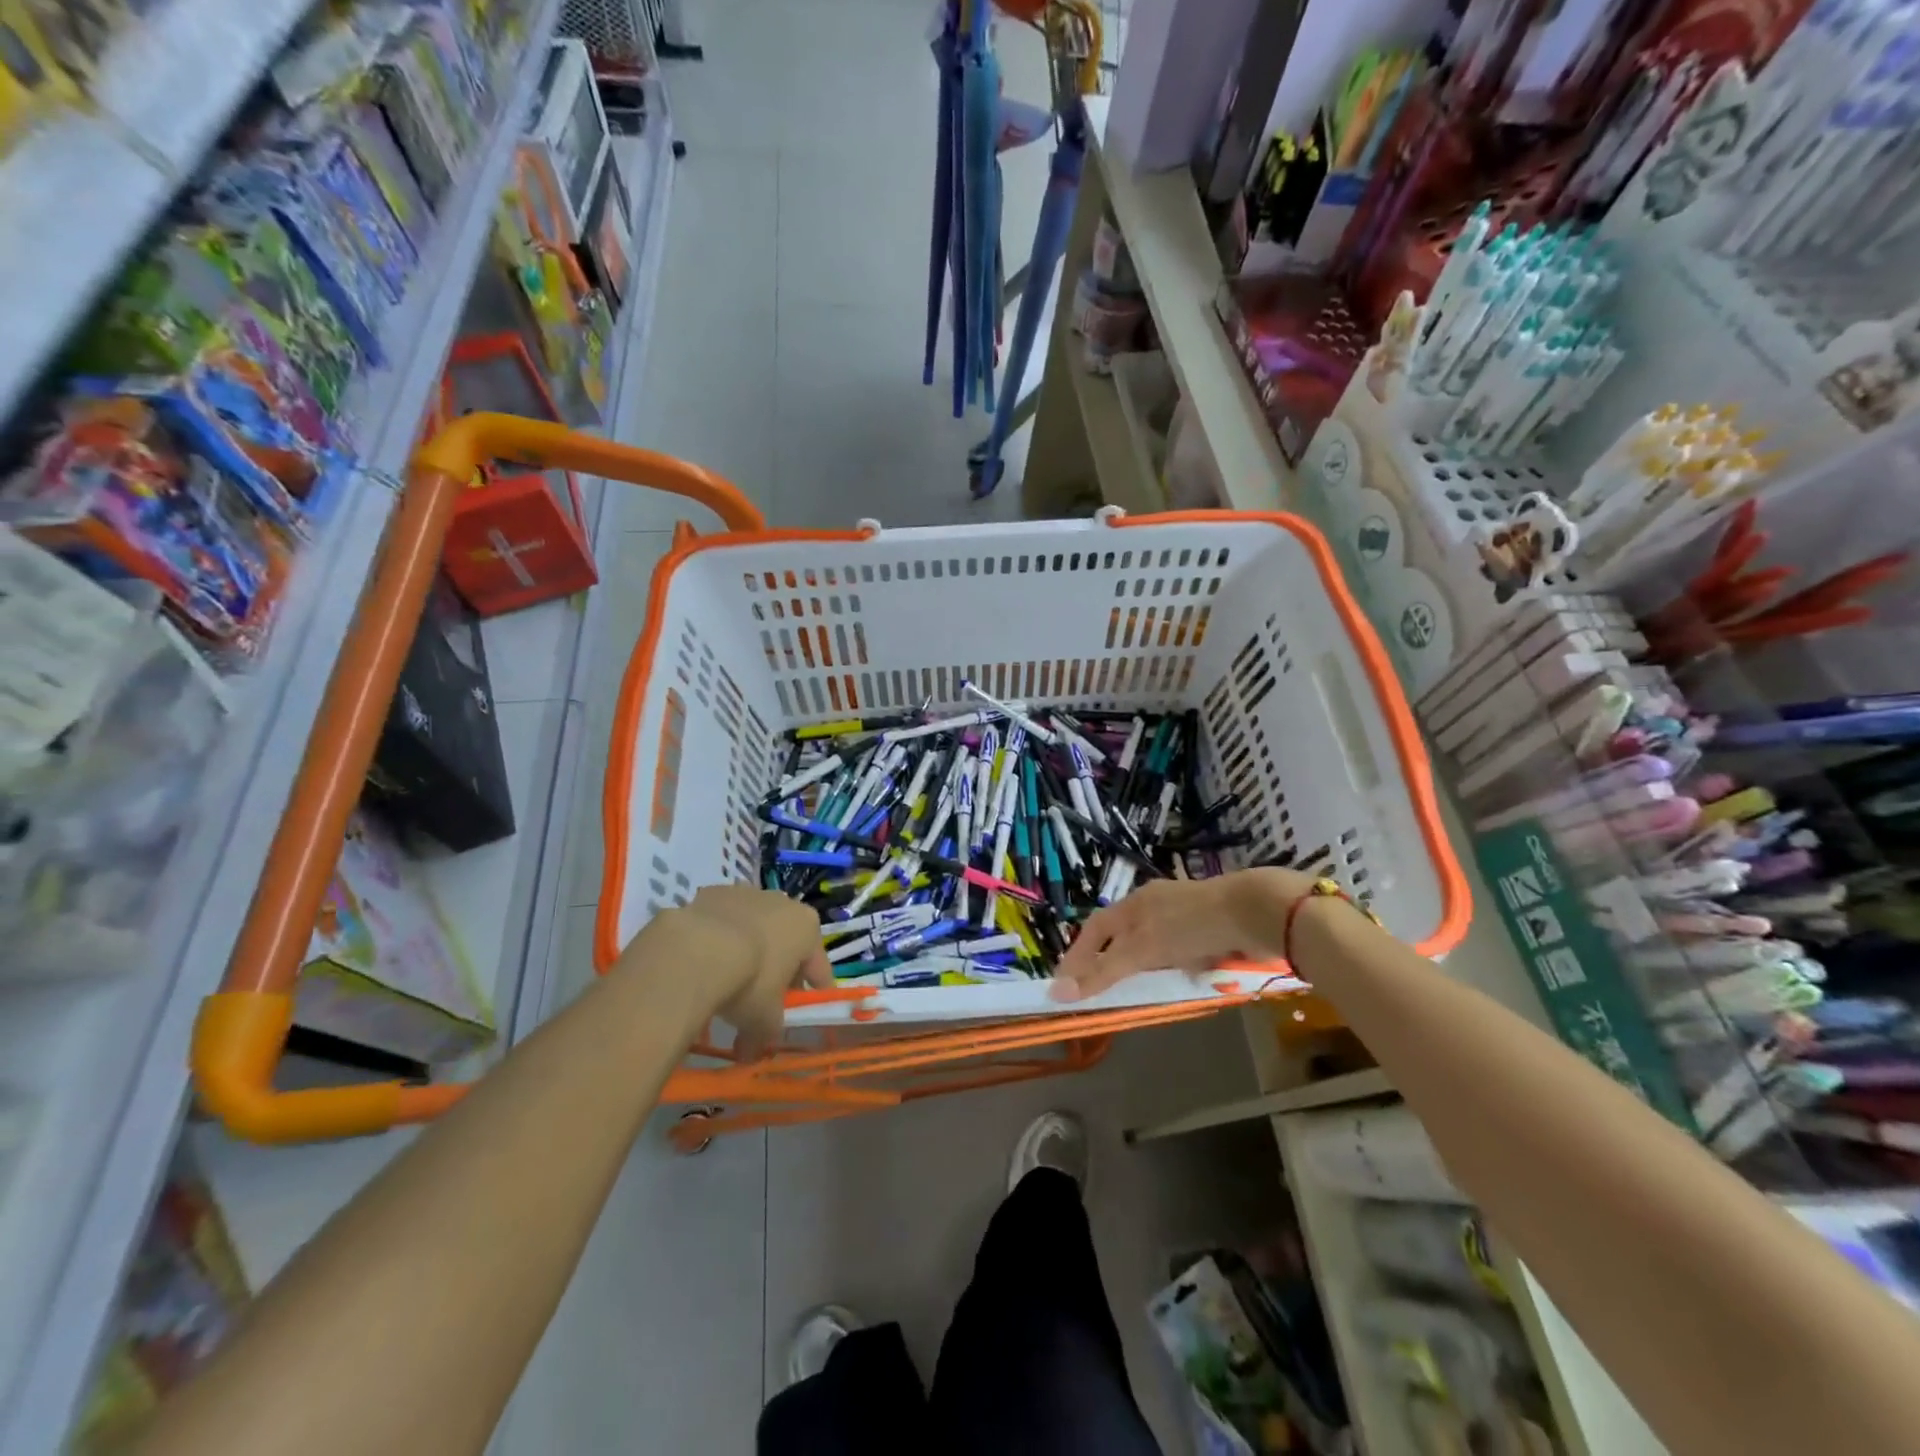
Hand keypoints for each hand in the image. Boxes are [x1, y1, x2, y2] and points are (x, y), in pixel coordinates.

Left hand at [632, 886, 831, 1058]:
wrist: (696, 950)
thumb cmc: (748, 981)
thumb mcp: (764, 1019)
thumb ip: (765, 1034)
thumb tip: (750, 1053)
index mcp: (807, 928)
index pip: (819, 966)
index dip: (814, 990)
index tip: (807, 1008)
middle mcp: (783, 903)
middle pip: (786, 941)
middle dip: (778, 968)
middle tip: (765, 999)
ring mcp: (747, 893)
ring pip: (753, 927)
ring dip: (747, 949)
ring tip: (728, 979)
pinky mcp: (712, 892)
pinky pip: (721, 921)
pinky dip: (716, 939)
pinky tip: (702, 963)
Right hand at [1051, 868, 1314, 1002]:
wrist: (1254, 912)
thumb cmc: (1191, 925)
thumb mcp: (1143, 949)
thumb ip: (1103, 971)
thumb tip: (1059, 992)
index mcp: (1134, 903)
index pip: (1095, 929)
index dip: (1078, 956)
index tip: (1064, 984)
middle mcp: (1154, 906)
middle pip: (1122, 935)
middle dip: (1110, 962)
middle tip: (1099, 992)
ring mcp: (1183, 916)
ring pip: (1153, 944)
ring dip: (1144, 966)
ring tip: (1137, 992)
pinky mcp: (1209, 929)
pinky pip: (1181, 951)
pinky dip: (1174, 967)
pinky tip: (1180, 980)